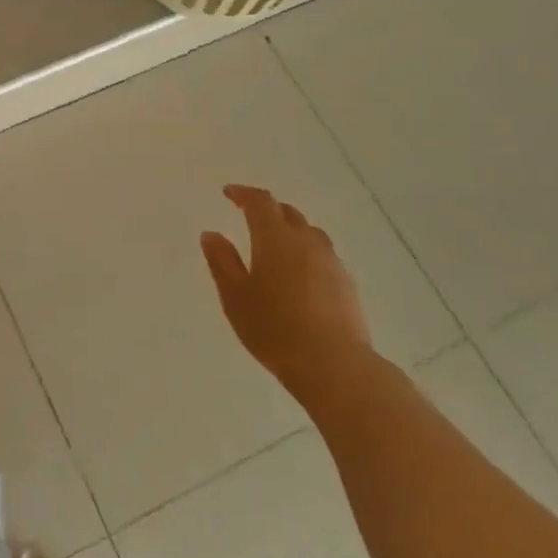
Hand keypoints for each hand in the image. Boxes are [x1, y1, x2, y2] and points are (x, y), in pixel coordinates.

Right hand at [200, 184, 374, 401]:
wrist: (333, 364)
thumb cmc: (274, 328)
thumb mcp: (235, 296)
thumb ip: (222, 261)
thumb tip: (211, 234)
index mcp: (275, 238)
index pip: (260, 202)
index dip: (243, 194)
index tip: (229, 193)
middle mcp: (306, 241)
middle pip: (287, 212)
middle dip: (267, 209)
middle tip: (249, 215)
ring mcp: (331, 261)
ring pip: (309, 232)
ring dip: (290, 229)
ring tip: (275, 244)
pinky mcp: (346, 283)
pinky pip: (322, 254)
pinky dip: (306, 252)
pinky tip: (299, 274)